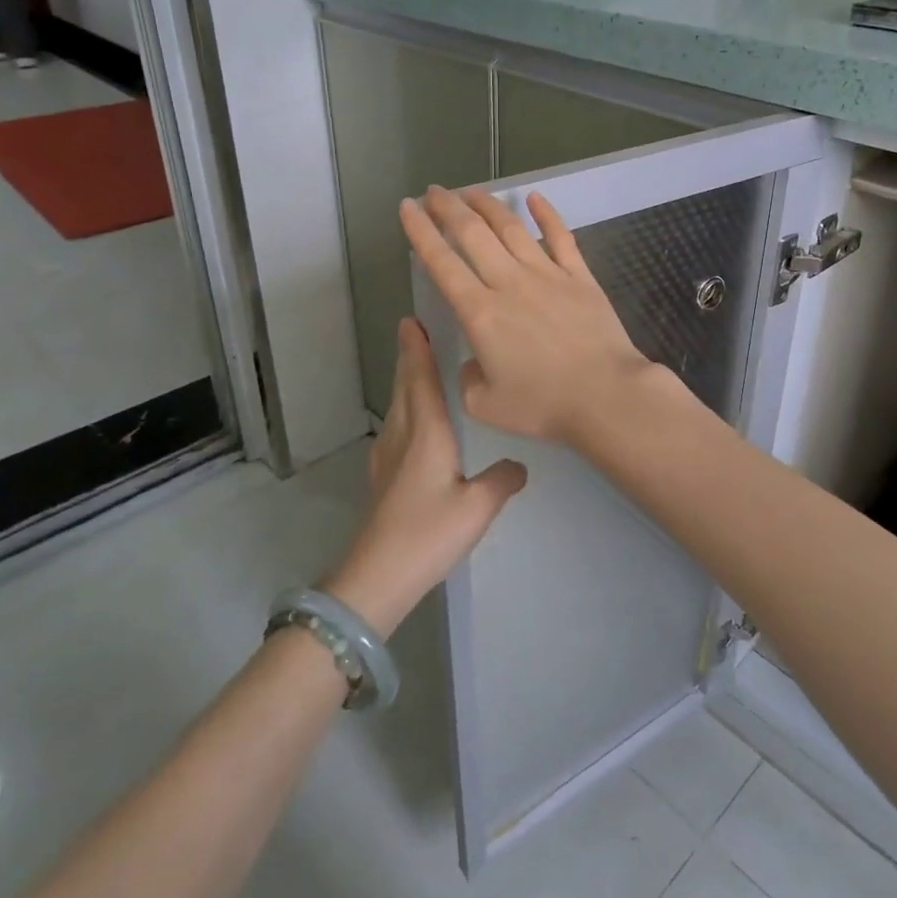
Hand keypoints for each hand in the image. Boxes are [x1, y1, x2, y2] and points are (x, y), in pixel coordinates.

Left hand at [324, 317, 525, 637]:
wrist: (377, 576)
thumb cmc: (428, 534)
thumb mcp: (478, 508)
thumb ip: (502, 480)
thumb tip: (519, 465)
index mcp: (425, 433)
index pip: (421, 379)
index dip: (417, 349)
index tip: (411, 321)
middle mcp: (402, 436)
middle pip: (404, 386)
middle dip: (409, 357)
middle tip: (415, 332)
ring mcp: (387, 456)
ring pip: (397, 406)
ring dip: (405, 381)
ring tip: (418, 367)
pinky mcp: (382, 477)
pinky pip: (395, 426)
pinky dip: (404, 408)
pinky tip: (413, 422)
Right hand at [400, 186, 662, 443]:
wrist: (606, 395)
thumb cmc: (543, 405)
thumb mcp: (484, 404)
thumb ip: (468, 377)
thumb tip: (475, 360)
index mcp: (480, 313)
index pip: (442, 263)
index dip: (421, 232)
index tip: (407, 208)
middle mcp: (509, 283)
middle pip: (472, 234)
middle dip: (448, 208)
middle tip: (433, 192)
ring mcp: (547, 274)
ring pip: (511, 228)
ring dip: (488, 205)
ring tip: (470, 192)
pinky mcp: (580, 277)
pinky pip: (560, 237)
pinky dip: (547, 214)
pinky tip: (534, 198)